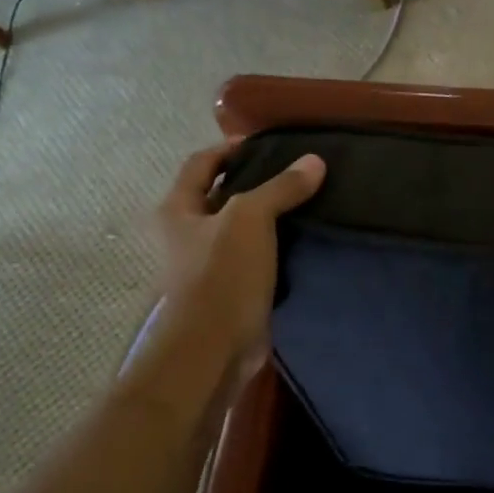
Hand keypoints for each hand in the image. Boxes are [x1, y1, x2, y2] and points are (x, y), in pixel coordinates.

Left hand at [151, 138, 325, 383]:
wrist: (213, 348)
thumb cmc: (220, 274)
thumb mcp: (250, 219)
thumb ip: (281, 188)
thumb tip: (315, 161)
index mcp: (178, 209)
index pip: (201, 163)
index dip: (230, 148)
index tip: (267, 144)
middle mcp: (188, 234)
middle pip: (221, 195)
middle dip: (254, 183)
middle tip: (296, 173)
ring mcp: (209, 264)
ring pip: (243, 229)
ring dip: (270, 217)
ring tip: (309, 203)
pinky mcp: (232, 290)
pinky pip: (258, 259)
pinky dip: (278, 248)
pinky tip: (306, 242)